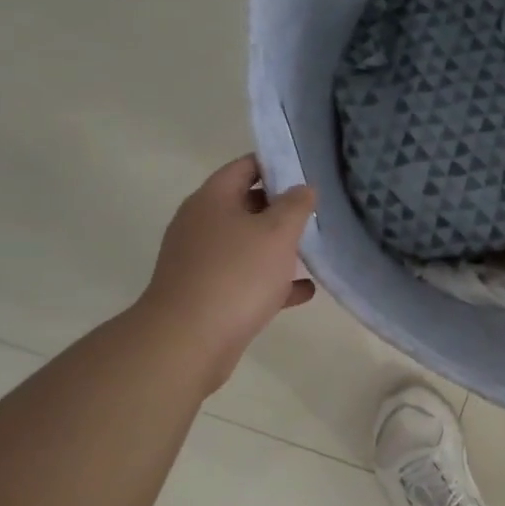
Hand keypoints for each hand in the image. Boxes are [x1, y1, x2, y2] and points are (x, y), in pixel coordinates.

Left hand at [138, 155, 316, 392]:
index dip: (276, 164)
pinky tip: (304, 290)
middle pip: (245, 205)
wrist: (188, 342)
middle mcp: (201, 225)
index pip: (245, 166)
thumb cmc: (236, 275)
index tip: (307, 170)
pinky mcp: (207, 294)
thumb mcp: (277, 232)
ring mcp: (201, 262)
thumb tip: (302, 188)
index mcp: (212, 200)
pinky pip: (246, 279)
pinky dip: (272, 281)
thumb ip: (295, 205)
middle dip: (281, 207)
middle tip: (317, 210)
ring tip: (315, 249)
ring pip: (247, 244)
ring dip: (278, 247)